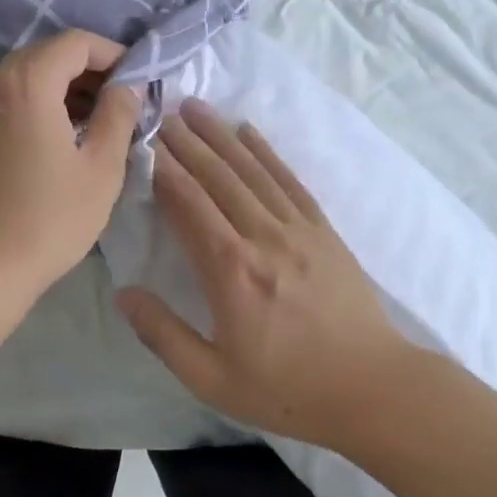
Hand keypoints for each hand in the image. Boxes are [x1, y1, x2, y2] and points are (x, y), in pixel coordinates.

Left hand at [0, 30, 143, 315]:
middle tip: (121, 100)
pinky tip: (59, 139)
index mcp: (26, 83)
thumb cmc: (46, 219)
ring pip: (25, 79)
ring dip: (63, 89)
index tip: (138, 78)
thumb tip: (128, 87)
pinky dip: (37, 105)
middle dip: (89, 70)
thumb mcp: (101, 169)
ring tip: (96, 122)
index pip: (75, 43)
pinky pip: (6, 101)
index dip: (112, 53)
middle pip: (46, 55)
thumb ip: (119, 115)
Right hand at [115, 100, 413, 449]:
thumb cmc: (287, 389)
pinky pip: (289, 180)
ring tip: (195, 107)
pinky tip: (248, 131)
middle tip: (161, 109)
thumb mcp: (213, 379)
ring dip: (220, 135)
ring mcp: (297, 229)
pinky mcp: (323, 230)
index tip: (143, 141)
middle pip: (217, 177)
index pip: (188, 205)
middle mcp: (262, 237)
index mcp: (230, 271)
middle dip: (186, 141)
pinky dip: (266, 152)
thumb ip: (163, 335)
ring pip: (251, 170)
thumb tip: (123, 294)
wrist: (373, 389)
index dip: (163, 170)